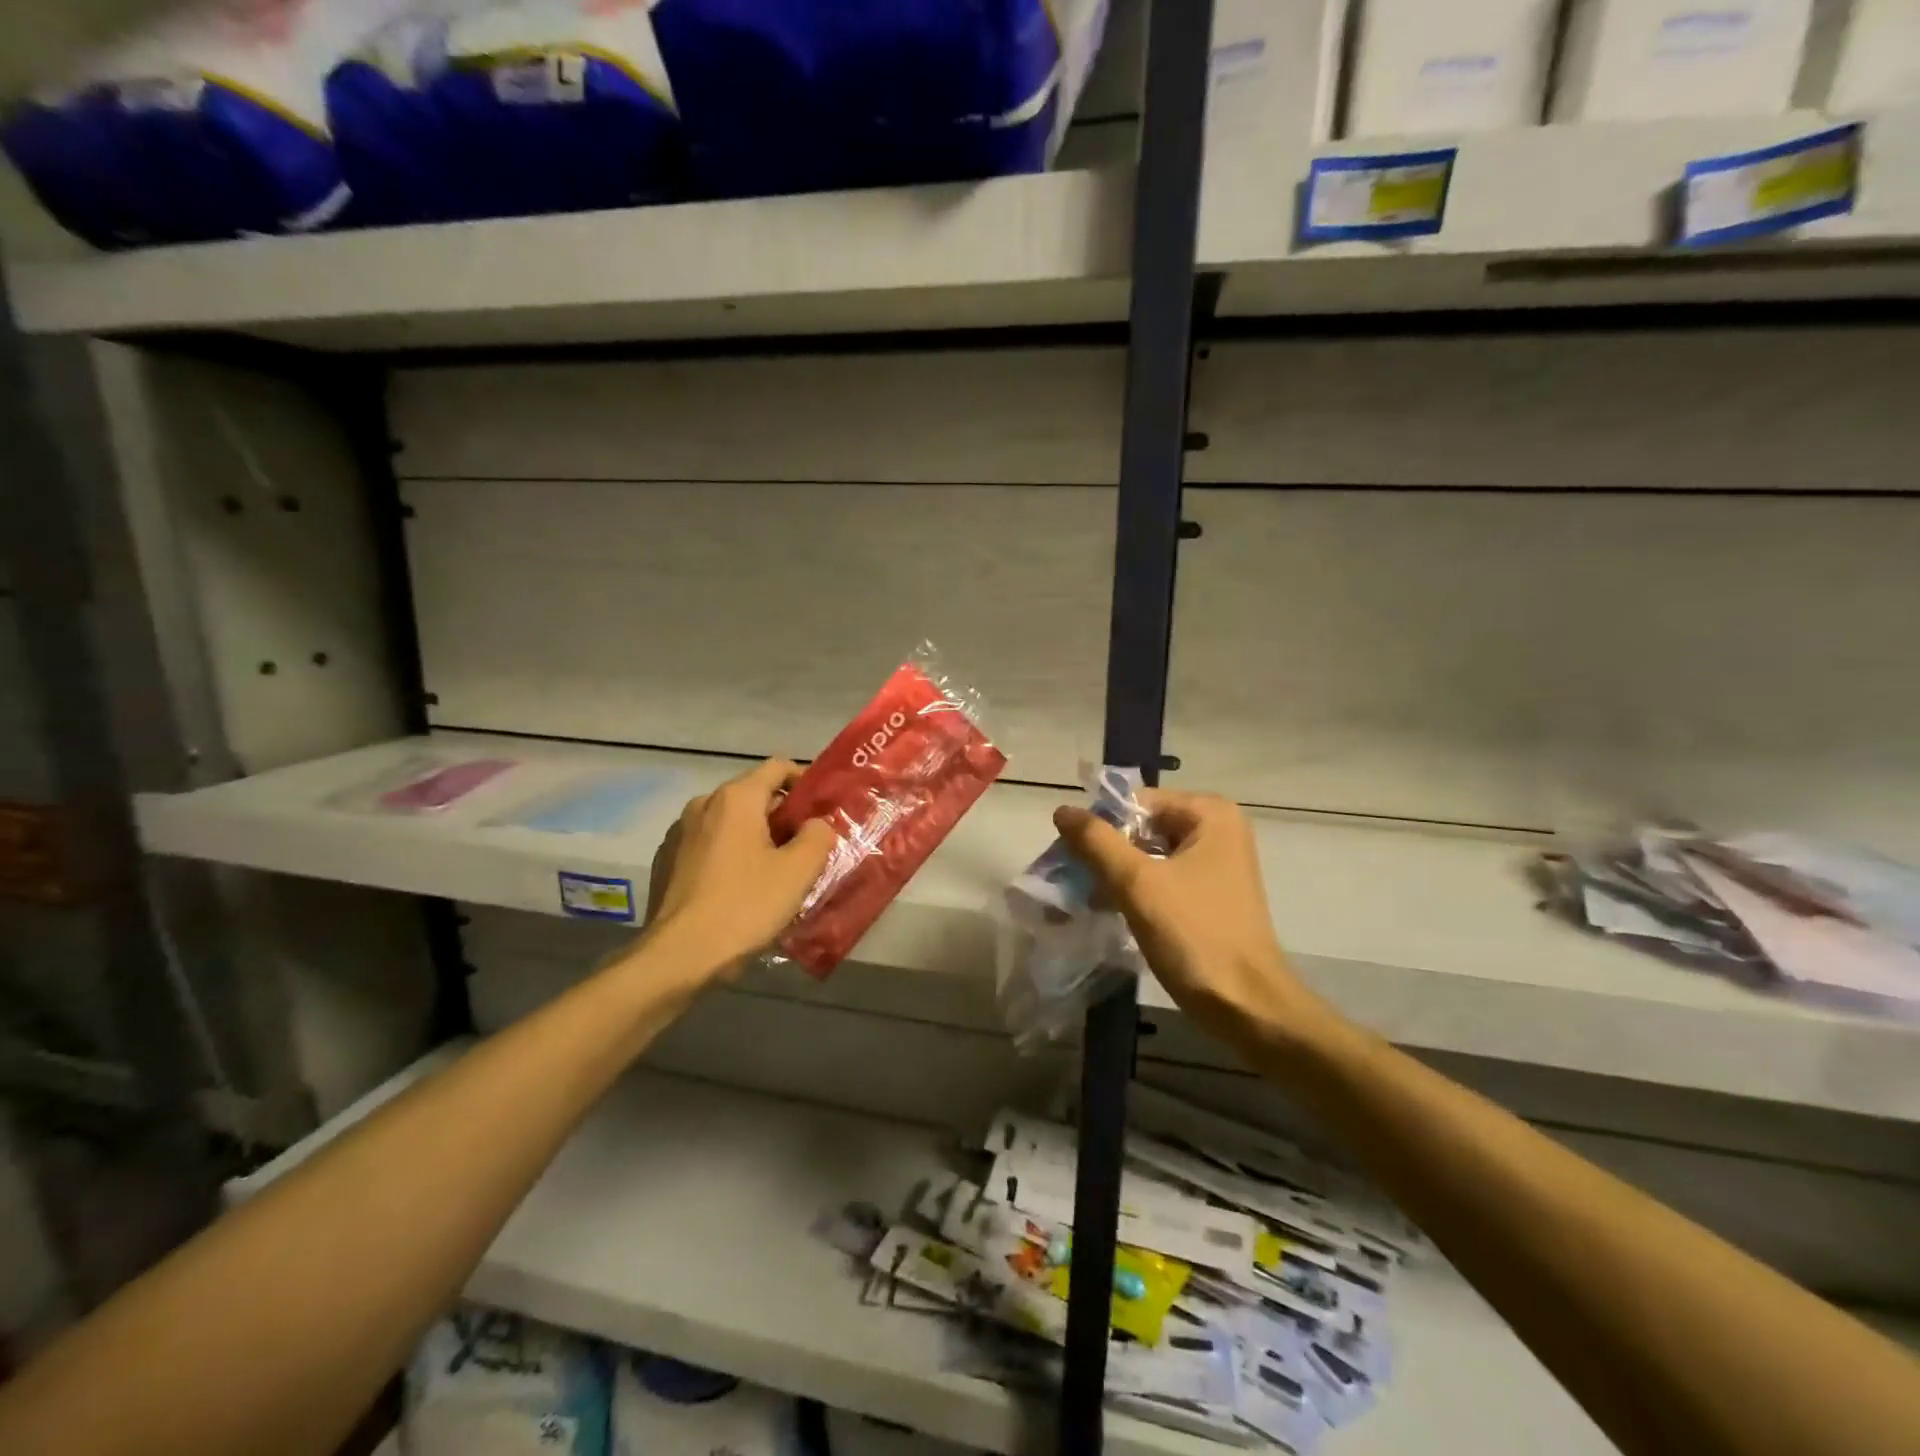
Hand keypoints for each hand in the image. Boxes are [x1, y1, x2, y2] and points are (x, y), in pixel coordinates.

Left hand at [644, 760, 835, 976]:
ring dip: (755, 836)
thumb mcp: (799, 871)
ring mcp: (680, 832)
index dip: (805, 782)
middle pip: (753, 795)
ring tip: (774, 870)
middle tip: (805, 847)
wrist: (679, 956)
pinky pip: (709, 845)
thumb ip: (818, 836)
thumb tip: (816, 824)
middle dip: (782, 816)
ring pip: (730, 822)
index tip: (822, 810)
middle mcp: (704, 804)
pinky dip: (729, 854)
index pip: (778, 767)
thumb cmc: (745, 906)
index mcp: (736, 798)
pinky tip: (740, 888)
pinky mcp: (666, 860)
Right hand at [1053, 790, 1327, 1047]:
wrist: (1247, 1007)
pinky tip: (1105, 910)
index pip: (1135, 803)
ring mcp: (1215, 864)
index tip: (1067, 856)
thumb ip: (1096, 842)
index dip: (1099, 826)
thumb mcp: (1138, 883)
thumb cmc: (1195, 936)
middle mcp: (1217, 830)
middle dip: (1103, 853)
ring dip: (1112, 875)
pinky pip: (1160, 879)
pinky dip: (1132, 891)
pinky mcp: (1208, 895)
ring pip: (1147, 855)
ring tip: (1079, 899)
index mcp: (1209, 814)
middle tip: (1068, 880)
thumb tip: (1063, 810)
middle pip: (1141, 828)